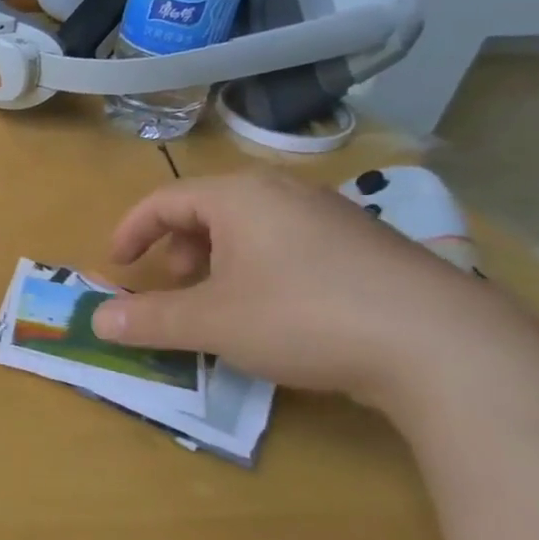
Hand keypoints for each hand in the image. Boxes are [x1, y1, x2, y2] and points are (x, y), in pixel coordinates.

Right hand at [93, 171, 503, 407]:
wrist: (442, 345)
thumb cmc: (303, 316)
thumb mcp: (212, 323)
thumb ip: (150, 320)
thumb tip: (97, 322)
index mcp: (240, 196)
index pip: (164, 200)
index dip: (132, 231)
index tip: (118, 265)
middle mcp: (285, 193)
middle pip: (209, 208)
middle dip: (178, 246)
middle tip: (171, 282)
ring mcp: (333, 217)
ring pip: (252, 227)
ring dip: (220, 259)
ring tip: (220, 300)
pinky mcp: (367, 247)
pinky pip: (291, 244)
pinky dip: (261, 268)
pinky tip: (277, 311)